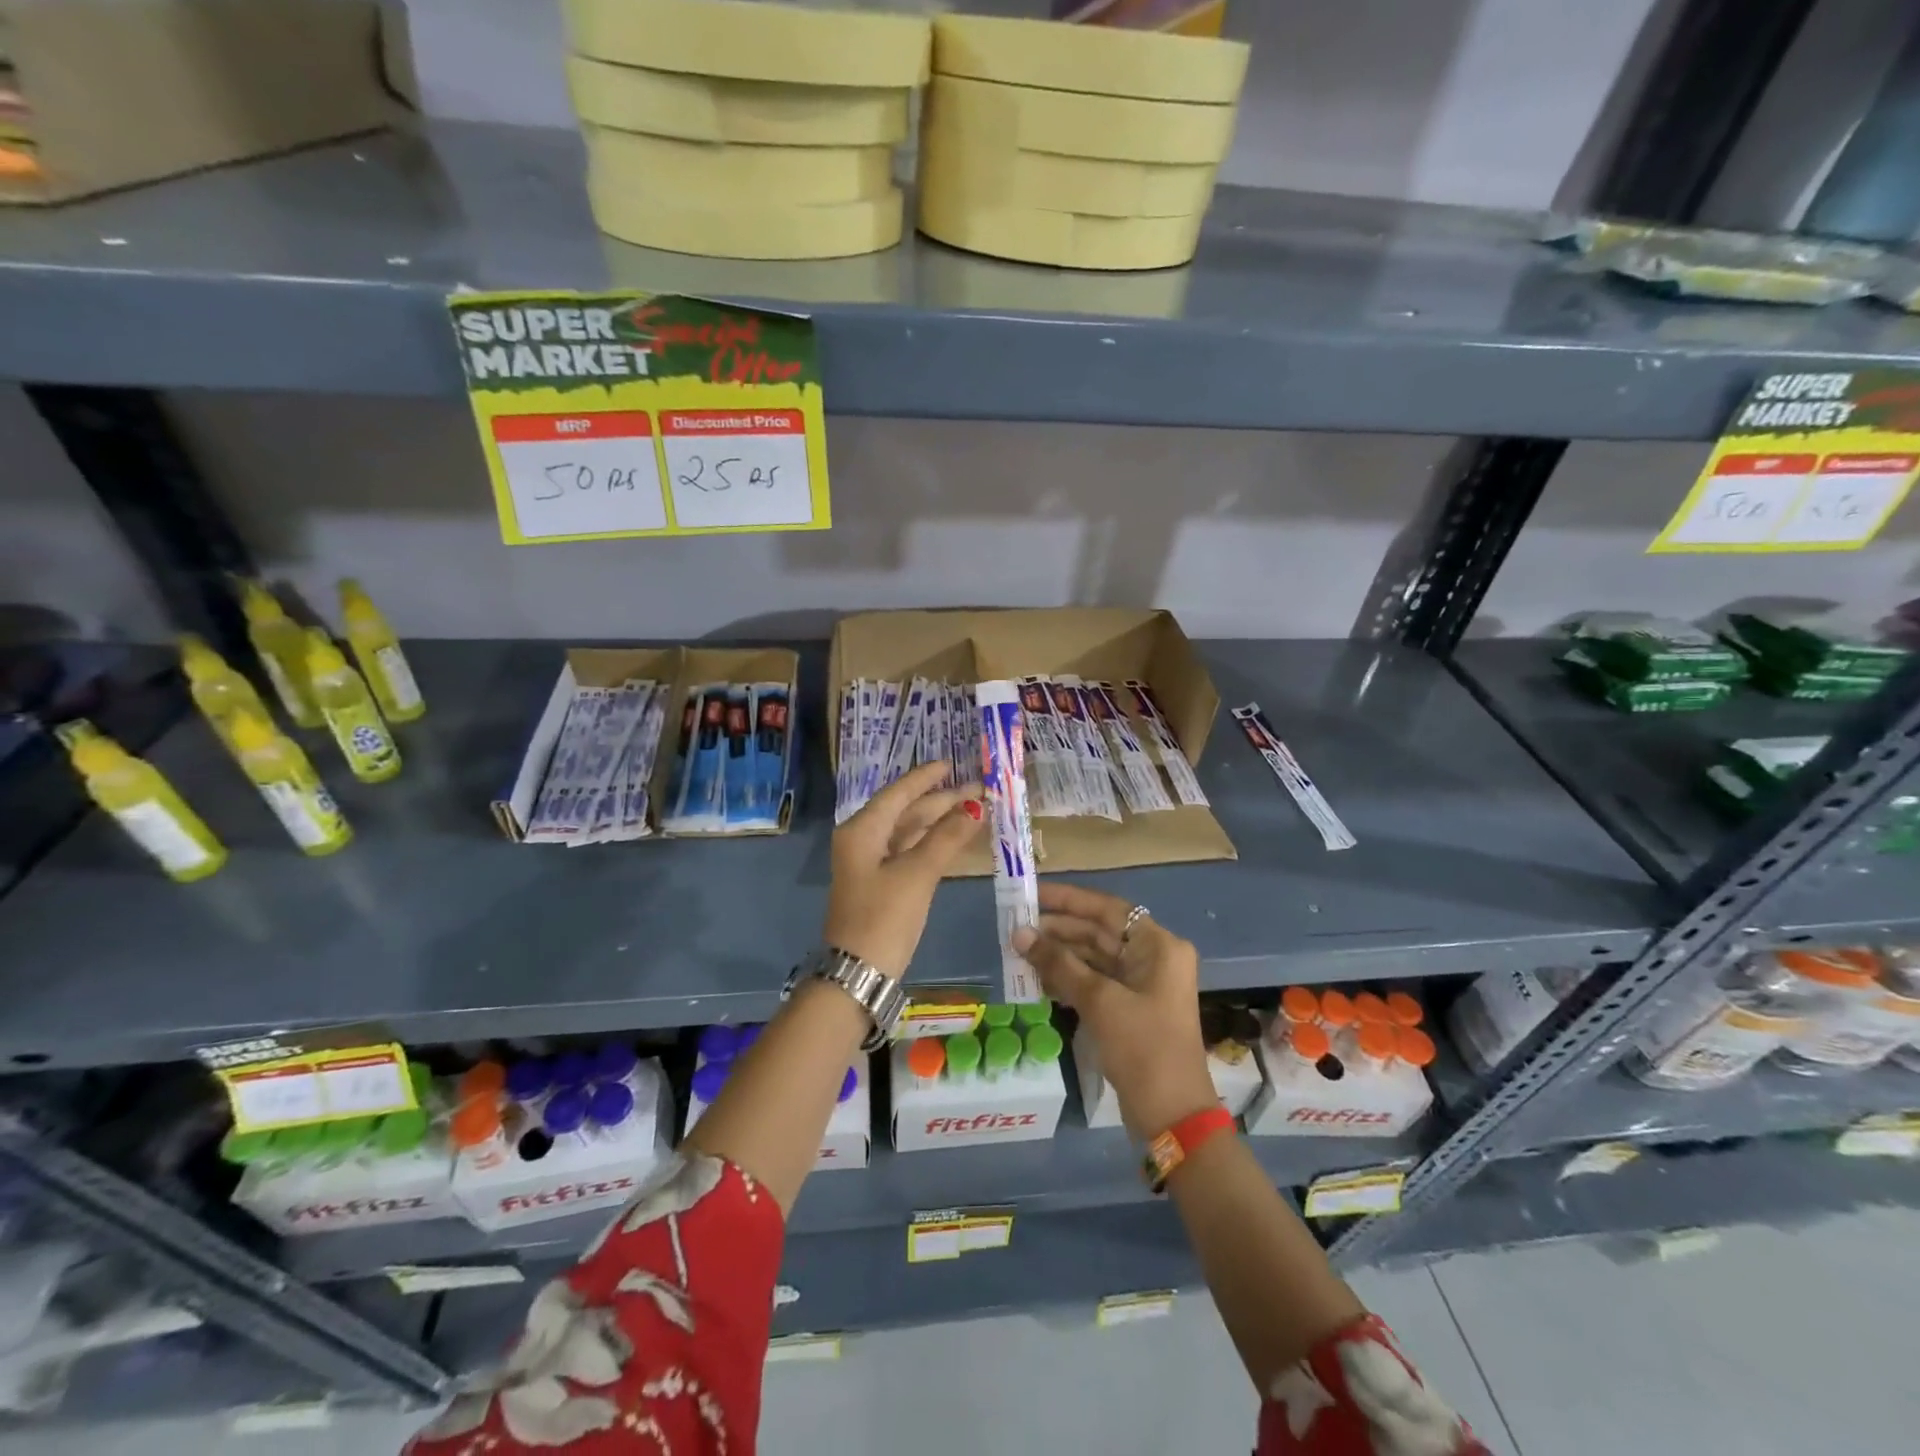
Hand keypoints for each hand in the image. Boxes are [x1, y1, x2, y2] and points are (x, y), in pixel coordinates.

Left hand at [825, 761, 982, 978]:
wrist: (860, 973)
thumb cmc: (884, 917)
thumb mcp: (917, 874)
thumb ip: (947, 837)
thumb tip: (976, 807)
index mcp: (862, 830)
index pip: (898, 794)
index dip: (925, 778)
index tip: (952, 763)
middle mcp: (863, 840)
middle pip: (905, 811)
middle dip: (941, 800)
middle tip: (979, 790)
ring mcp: (871, 863)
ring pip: (909, 832)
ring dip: (940, 821)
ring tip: (975, 809)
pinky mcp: (882, 883)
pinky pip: (909, 851)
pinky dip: (933, 843)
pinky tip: (957, 838)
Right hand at [1013, 882, 1215, 1138]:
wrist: (1172, 1116)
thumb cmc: (1142, 1047)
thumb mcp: (1098, 1001)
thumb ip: (1058, 963)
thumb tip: (1020, 934)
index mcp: (1158, 946)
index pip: (1107, 909)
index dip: (1068, 900)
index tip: (1032, 895)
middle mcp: (1153, 958)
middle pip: (1099, 932)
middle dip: (1058, 930)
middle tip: (1016, 926)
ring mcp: (1142, 985)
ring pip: (1094, 957)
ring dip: (1059, 956)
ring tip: (1019, 952)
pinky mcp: (1130, 1009)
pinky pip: (1095, 982)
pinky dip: (1068, 979)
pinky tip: (1037, 980)